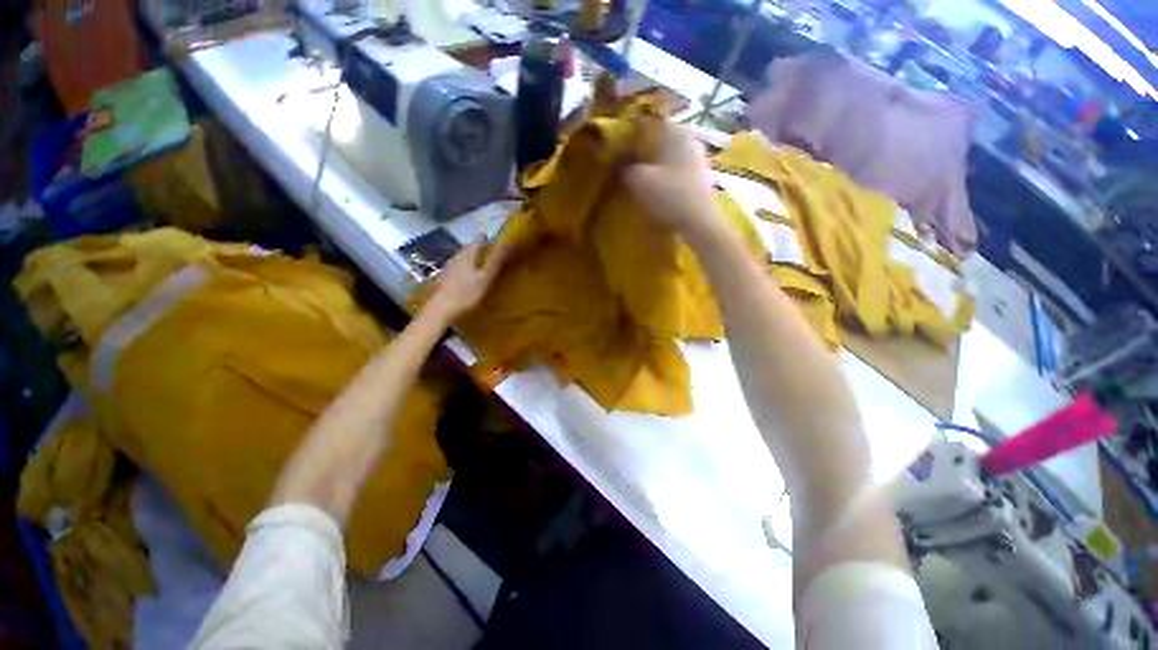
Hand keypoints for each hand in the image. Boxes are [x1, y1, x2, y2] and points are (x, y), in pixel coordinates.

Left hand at [426, 239, 510, 321]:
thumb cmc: (466, 293)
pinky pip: (456, 267)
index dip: (485, 238)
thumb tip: (508, 241)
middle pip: (468, 248)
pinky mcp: (443, 278)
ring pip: (461, 257)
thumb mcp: (485, 277)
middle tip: (488, 251)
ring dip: (470, 258)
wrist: (440, 310)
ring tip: (479, 264)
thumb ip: (496, 260)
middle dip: (478, 248)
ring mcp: (448, 268)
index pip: (478, 240)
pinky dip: (463, 268)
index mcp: (467, 255)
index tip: (493, 240)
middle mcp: (456, 257)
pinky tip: (465, 276)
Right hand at [622, 125, 724, 240]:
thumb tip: (617, 164)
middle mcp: (689, 138)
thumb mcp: (639, 180)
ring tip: (639, 178)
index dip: (631, 133)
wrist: (699, 222)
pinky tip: (656, 188)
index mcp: (676, 131)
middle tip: (626, 164)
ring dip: (654, 165)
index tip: (618, 146)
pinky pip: (677, 170)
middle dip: (643, 151)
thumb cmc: (670, 194)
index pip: (649, 122)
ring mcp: (698, 158)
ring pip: (669, 156)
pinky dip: (666, 176)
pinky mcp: (701, 176)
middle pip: (660, 140)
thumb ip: (625, 168)